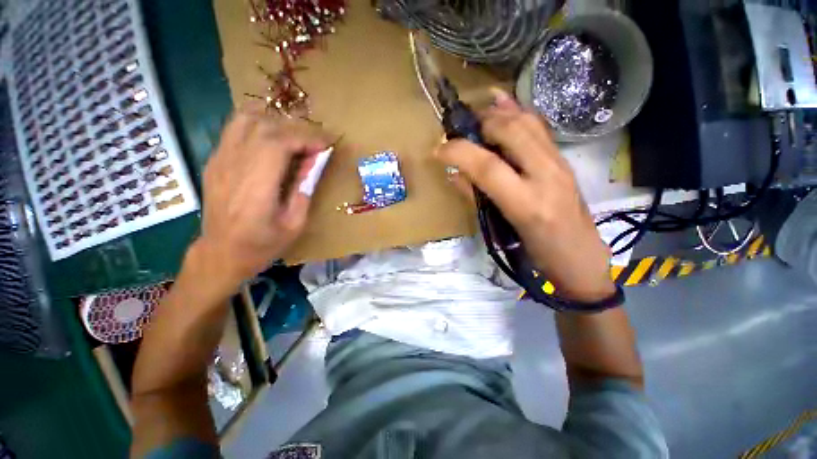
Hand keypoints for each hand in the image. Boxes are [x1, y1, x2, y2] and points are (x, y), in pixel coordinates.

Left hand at [189, 109, 330, 295]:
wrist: (221, 254)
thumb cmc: (262, 245)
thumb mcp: (294, 224)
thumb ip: (304, 190)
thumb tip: (315, 161)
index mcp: (256, 187)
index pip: (278, 143)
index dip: (306, 138)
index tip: (326, 145)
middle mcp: (233, 167)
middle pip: (264, 126)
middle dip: (296, 129)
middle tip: (315, 143)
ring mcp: (219, 160)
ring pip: (245, 119)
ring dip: (276, 121)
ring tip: (295, 136)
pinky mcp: (214, 160)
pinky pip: (235, 128)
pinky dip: (258, 125)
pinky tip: (273, 138)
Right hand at [435, 90, 614, 301]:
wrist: (581, 257)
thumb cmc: (536, 253)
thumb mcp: (500, 231)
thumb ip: (476, 198)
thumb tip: (454, 173)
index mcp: (527, 203)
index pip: (487, 166)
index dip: (458, 152)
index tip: (438, 150)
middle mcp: (547, 175)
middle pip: (511, 131)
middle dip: (480, 124)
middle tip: (460, 131)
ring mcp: (560, 163)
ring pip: (528, 122)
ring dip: (498, 113)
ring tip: (477, 116)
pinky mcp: (565, 159)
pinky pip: (539, 126)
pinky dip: (518, 111)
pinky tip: (502, 105)